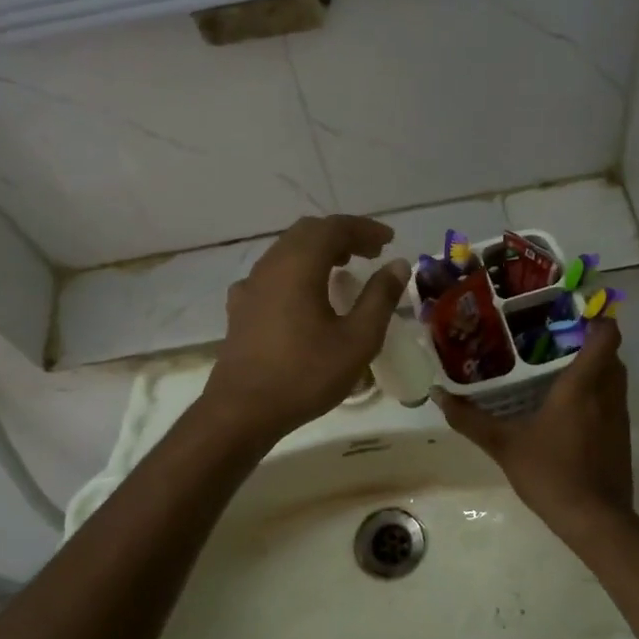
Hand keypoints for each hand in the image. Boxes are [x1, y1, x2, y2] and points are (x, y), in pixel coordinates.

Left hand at [203, 216, 409, 443]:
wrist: (243, 410)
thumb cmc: (305, 374)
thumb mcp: (357, 339)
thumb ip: (380, 297)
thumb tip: (397, 264)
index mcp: (299, 265)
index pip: (334, 227)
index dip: (365, 228)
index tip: (389, 240)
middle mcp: (271, 265)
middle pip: (308, 232)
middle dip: (342, 235)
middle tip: (370, 252)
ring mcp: (251, 286)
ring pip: (287, 250)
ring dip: (318, 251)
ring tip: (344, 269)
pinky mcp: (241, 308)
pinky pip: (272, 274)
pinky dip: (296, 271)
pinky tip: (305, 295)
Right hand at [434, 319, 633, 540]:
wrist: (594, 520)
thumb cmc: (550, 473)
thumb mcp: (504, 445)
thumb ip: (471, 419)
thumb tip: (438, 395)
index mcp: (582, 386)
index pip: (606, 336)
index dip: (596, 319)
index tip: (570, 315)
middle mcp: (608, 394)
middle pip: (611, 355)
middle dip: (589, 344)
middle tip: (554, 342)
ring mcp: (619, 418)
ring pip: (615, 379)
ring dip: (596, 370)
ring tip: (559, 371)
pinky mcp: (622, 439)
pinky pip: (613, 403)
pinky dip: (598, 396)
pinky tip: (569, 411)